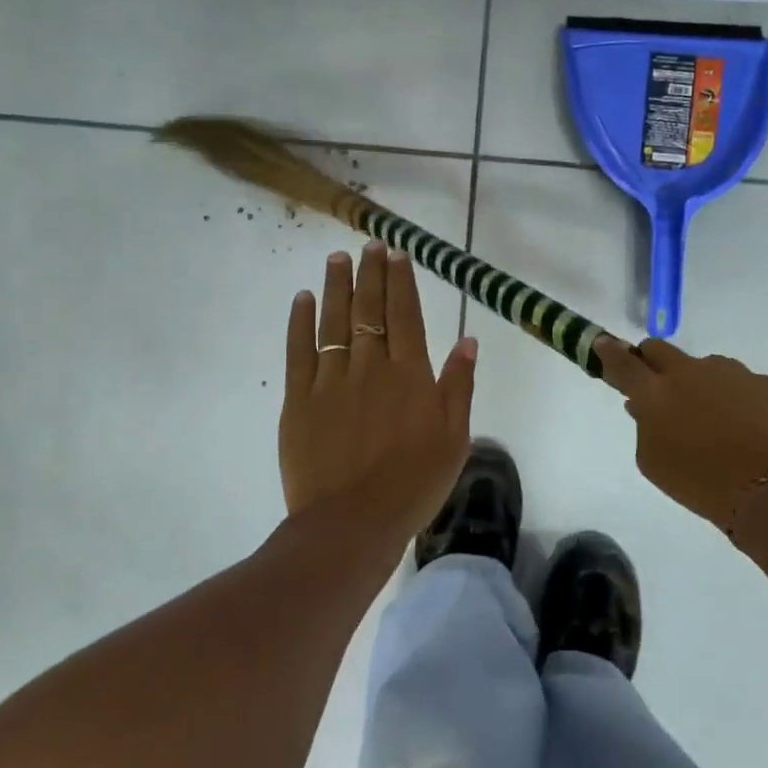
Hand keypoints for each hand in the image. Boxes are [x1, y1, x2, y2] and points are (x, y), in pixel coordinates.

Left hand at [279, 242, 477, 544]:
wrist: (353, 522)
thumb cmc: (413, 483)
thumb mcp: (454, 438)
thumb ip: (459, 386)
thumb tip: (468, 340)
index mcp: (410, 374)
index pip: (405, 315)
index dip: (401, 282)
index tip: (397, 254)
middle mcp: (370, 366)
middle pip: (369, 309)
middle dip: (370, 274)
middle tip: (369, 245)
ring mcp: (331, 380)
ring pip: (334, 322)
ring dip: (336, 287)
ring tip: (337, 259)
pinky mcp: (300, 400)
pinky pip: (300, 351)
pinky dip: (301, 322)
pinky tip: (303, 299)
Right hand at [594, 336, 767, 529]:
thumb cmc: (699, 481)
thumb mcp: (653, 463)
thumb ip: (643, 428)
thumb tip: (642, 406)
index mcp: (655, 393)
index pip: (623, 363)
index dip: (609, 352)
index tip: (603, 344)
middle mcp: (688, 371)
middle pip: (659, 349)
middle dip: (652, 362)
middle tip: (657, 386)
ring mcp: (728, 372)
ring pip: (702, 365)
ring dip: (697, 382)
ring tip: (712, 419)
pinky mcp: (762, 382)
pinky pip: (737, 382)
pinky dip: (733, 397)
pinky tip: (743, 426)